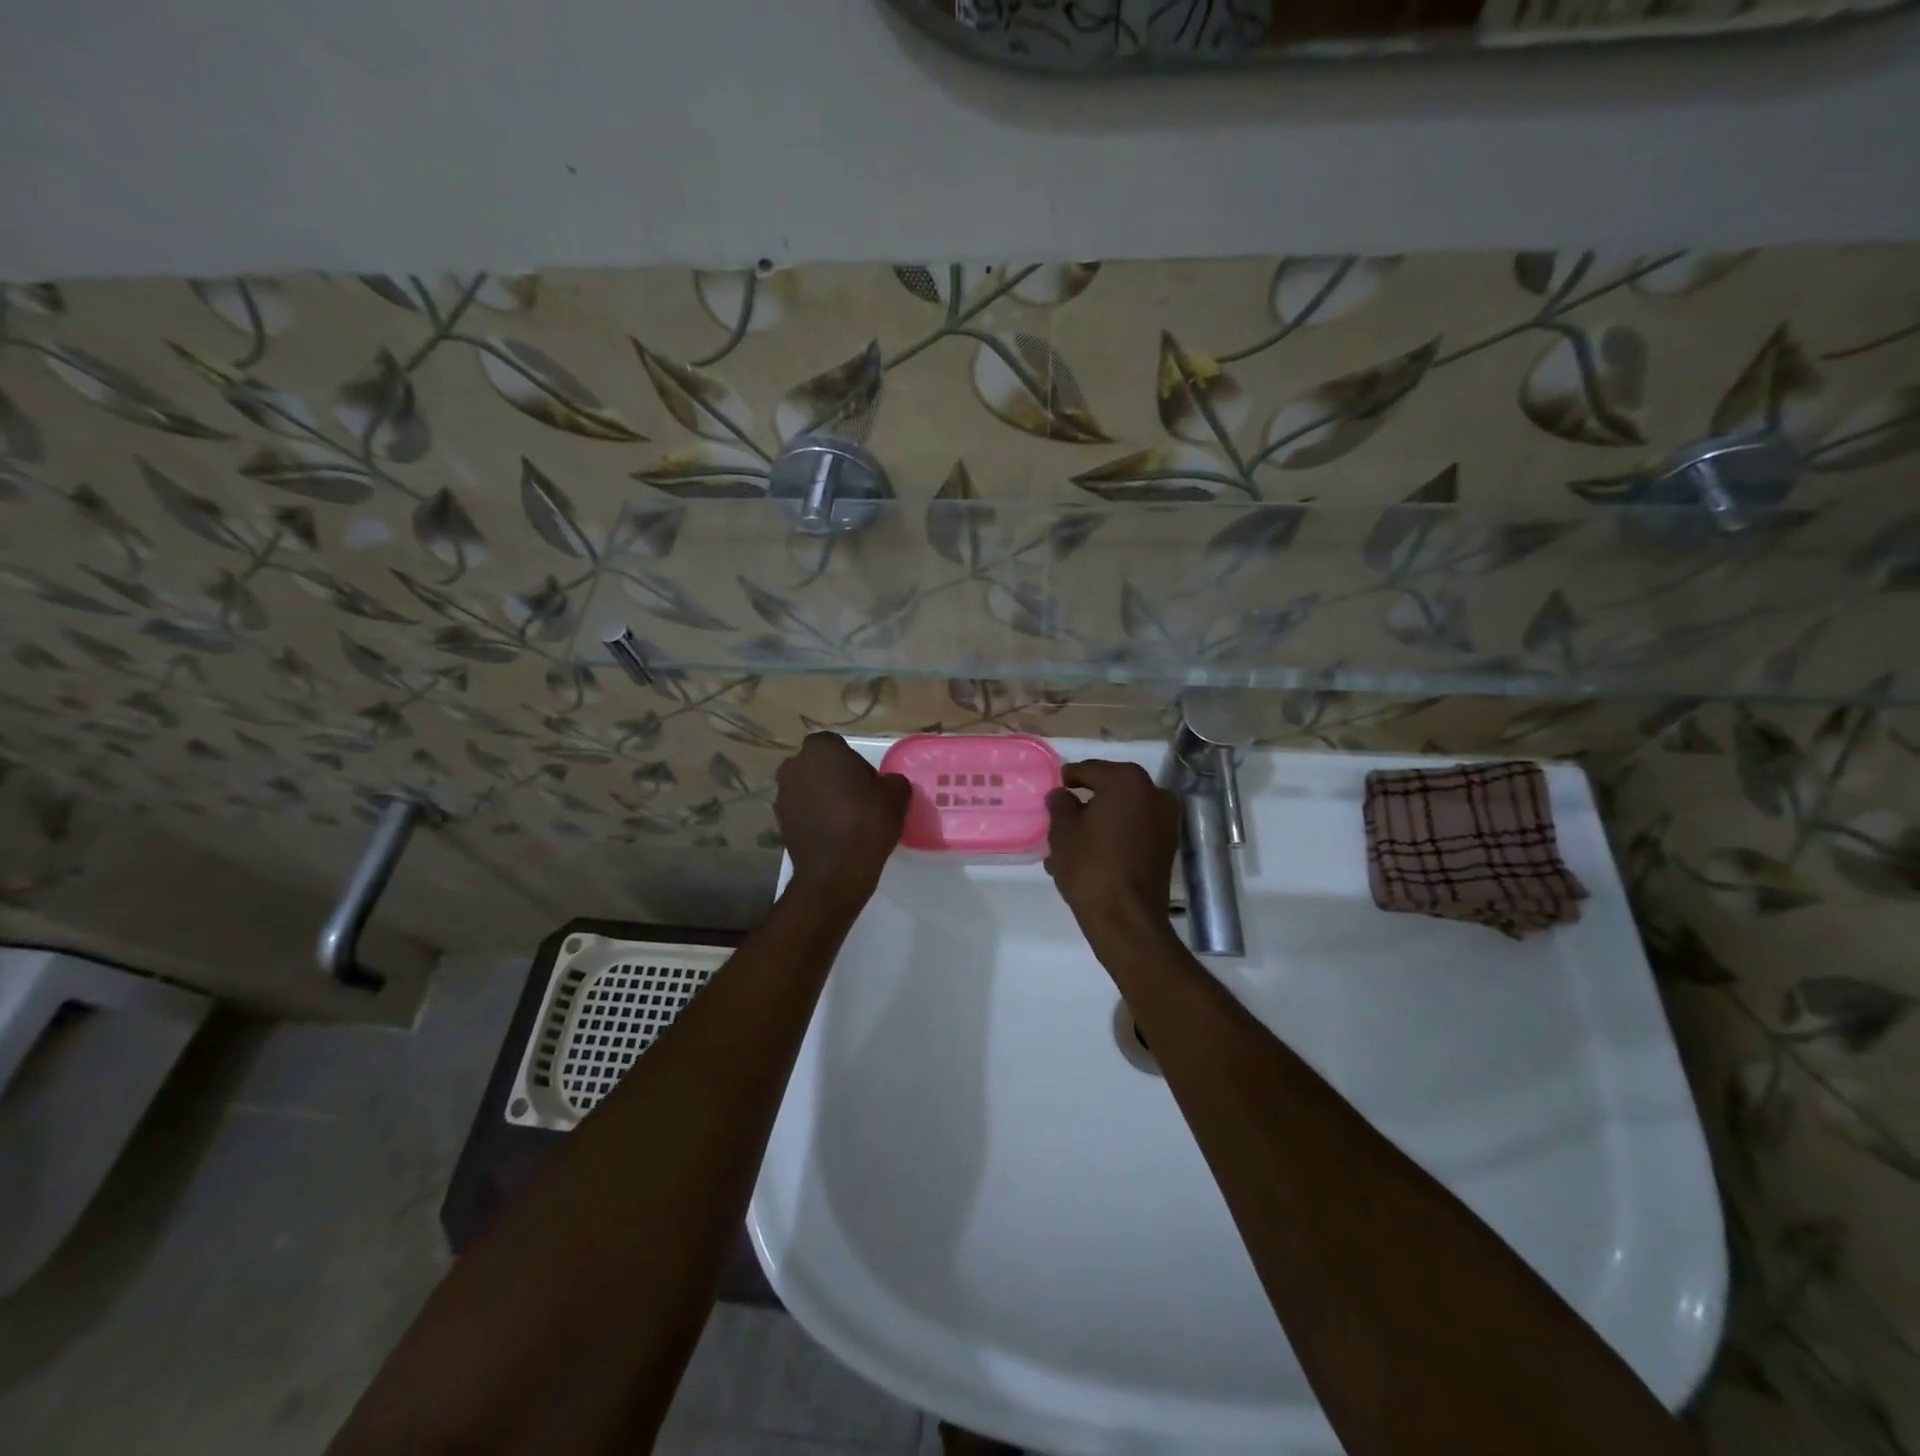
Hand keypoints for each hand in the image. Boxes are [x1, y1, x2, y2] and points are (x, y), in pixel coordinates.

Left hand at [775, 733, 910, 904]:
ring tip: (846, 819)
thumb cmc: (866, 822)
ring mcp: (782, 795)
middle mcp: (794, 766)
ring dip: (823, 797)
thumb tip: (887, 784)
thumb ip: (892, 780)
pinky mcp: (779, 822)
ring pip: (808, 788)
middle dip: (835, 777)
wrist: (835, 872)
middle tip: (858, 799)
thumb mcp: (896, 795)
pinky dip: (814, 817)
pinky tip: (833, 834)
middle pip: (819, 765)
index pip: (837, 745)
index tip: (869, 783)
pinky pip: (802, 811)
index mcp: (820, 750)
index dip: (854, 762)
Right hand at [1044, 760, 1179, 937]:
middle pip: (1111, 789)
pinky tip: (1093, 853)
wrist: (1125, 916)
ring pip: (1123, 812)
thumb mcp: (1062, 830)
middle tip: (1063, 812)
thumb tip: (1062, 795)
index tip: (1056, 785)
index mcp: (1126, 781)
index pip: (1090, 770)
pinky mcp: (1167, 846)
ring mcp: (1165, 821)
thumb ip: (1060, 804)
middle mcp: (1153, 793)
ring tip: (1074, 839)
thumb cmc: (1089, 865)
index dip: (1070, 777)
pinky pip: (1135, 831)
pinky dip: (1116, 835)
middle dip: (1088, 800)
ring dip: (1101, 820)